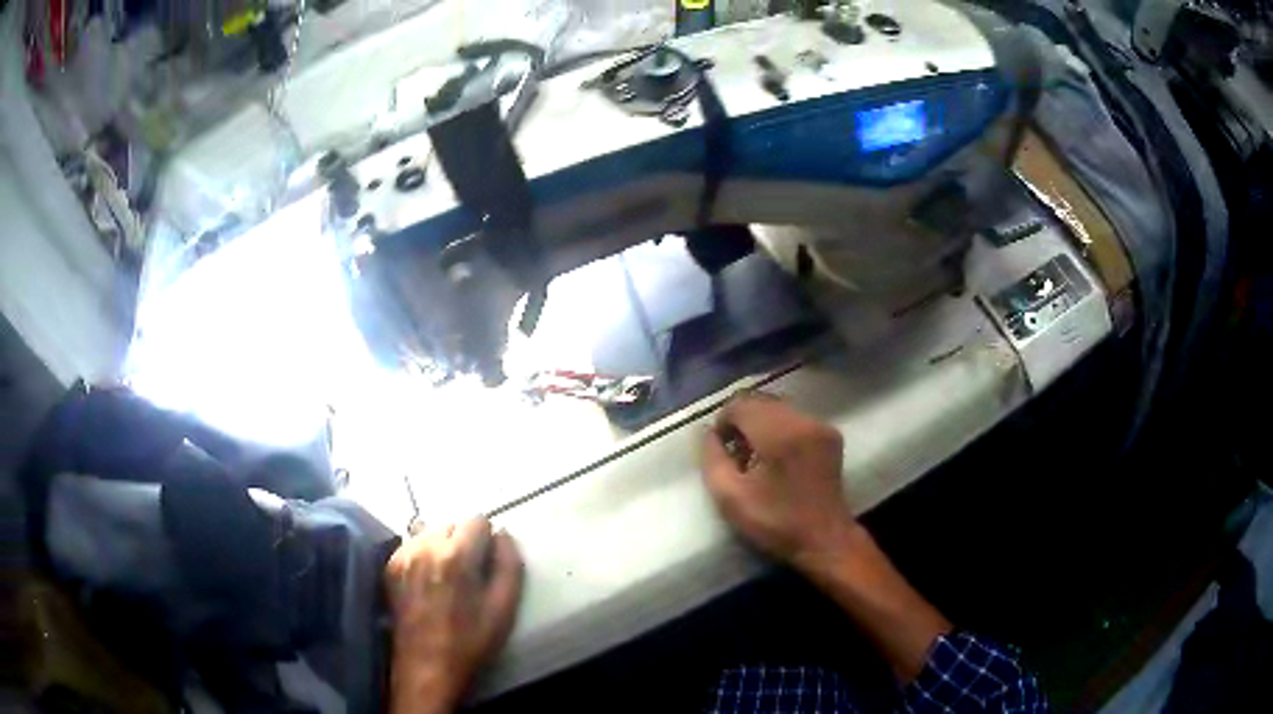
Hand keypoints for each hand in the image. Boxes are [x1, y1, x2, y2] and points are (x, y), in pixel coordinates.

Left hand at [385, 517, 523, 713]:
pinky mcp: (389, 567)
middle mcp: (424, 547)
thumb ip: (509, 564)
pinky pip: (410, 544)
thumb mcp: (504, 607)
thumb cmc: (471, 641)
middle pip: (452, 523)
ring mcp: (402, 555)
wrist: (427, 666)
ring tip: (447, 576)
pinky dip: (423, 553)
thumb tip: (504, 535)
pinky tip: (429, 580)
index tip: (488, 563)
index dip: (488, 540)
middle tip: (470, 573)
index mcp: (455, 556)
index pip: (477, 519)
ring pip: (429, 530)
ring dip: (442, 545)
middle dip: (464, 541)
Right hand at [701, 392, 856, 570]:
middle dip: (741, 420)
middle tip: (735, 452)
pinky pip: (795, 417)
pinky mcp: (830, 433)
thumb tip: (708, 432)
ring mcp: (821, 425)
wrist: (825, 539)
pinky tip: (776, 456)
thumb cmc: (775, 523)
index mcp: (780, 434)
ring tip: (755, 454)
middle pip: (760, 400)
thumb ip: (712, 459)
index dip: (724, 421)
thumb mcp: (730, 498)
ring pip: (778, 407)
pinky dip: (779, 427)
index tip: (721, 448)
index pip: (741, 404)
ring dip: (760, 423)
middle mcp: (804, 420)